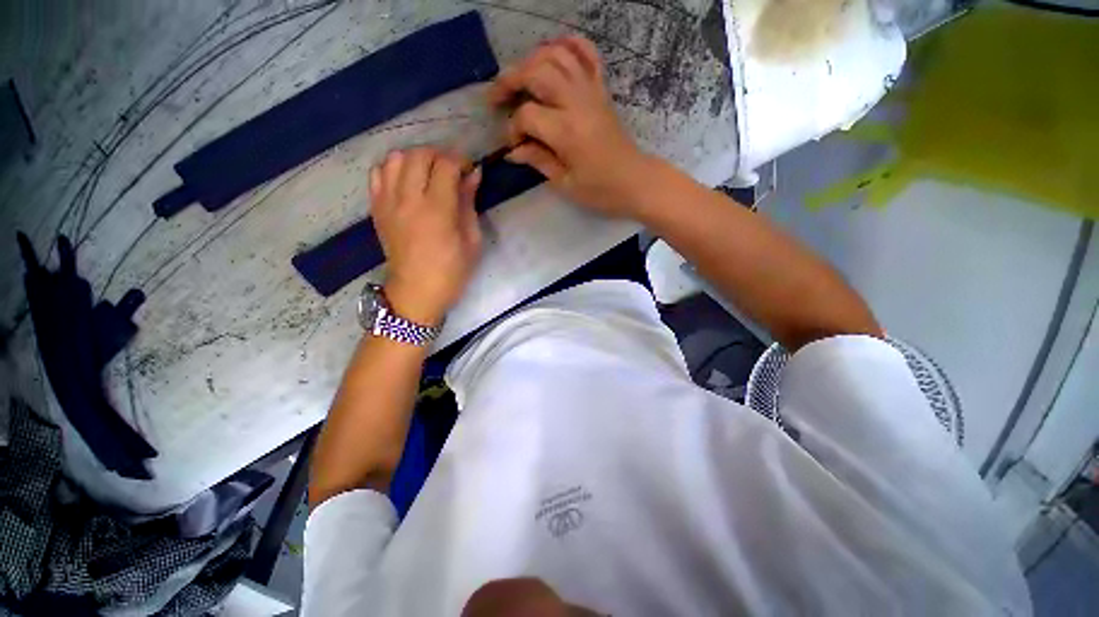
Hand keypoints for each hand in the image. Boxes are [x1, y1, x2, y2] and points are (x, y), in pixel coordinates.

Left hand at [369, 148, 481, 325]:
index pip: (445, 165)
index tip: (469, 170)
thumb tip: (473, 174)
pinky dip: (393, 169)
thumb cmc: (452, 271)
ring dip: (415, 159)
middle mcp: (408, 200)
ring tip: (428, 173)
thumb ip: (469, 203)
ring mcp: (388, 202)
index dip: (460, 160)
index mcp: (437, 210)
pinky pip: (378, 173)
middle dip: (438, 155)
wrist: (416, 292)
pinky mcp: (376, 208)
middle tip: (451, 170)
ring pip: (395, 158)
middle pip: (418, 155)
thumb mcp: (471, 240)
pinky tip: (406, 182)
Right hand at [489, 35, 651, 217]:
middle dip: (510, 80)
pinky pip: (587, 54)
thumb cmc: (600, 190)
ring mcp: (591, 92)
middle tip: (496, 97)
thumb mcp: (565, 183)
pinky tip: (553, 51)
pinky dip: (569, 45)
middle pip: (536, 72)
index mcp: (566, 132)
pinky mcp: (602, 90)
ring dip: (532, 59)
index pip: (527, 115)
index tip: (514, 145)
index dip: (513, 128)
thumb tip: (513, 151)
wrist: (636, 181)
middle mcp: (577, 103)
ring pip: (557, 55)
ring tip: (519, 77)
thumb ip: (538, 161)